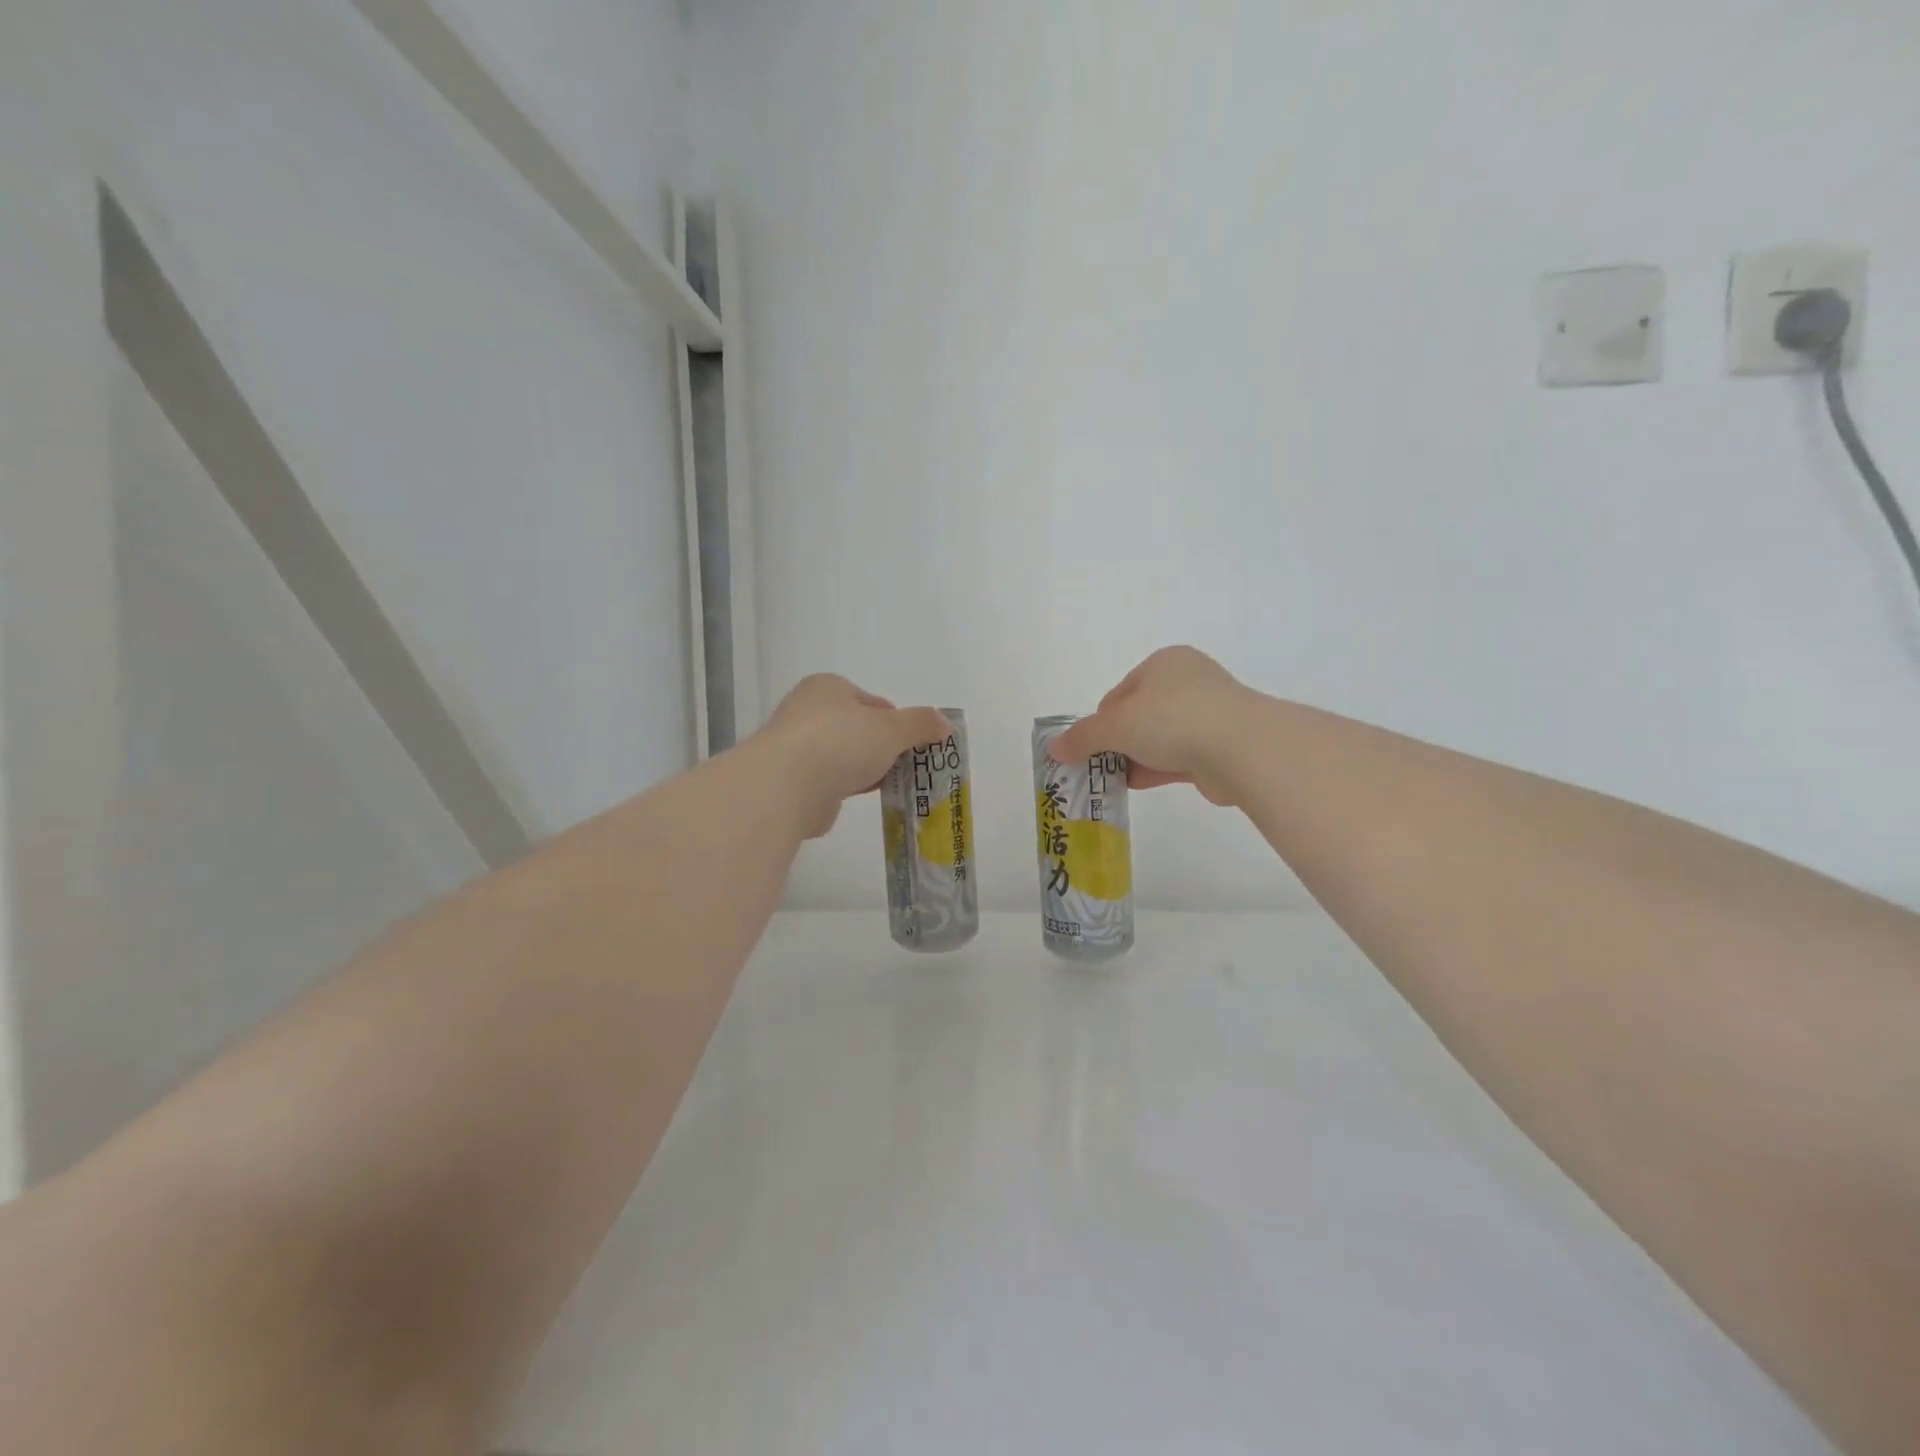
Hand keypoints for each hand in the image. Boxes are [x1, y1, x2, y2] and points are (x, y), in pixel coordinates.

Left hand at [755, 675, 950, 837]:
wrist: (787, 786)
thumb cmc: (841, 742)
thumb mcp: (892, 728)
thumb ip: (921, 724)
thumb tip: (945, 723)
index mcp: (828, 688)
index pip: (871, 701)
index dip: (896, 720)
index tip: (913, 742)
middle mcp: (808, 712)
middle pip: (857, 729)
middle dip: (882, 747)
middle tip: (908, 765)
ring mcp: (797, 748)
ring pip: (844, 756)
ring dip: (866, 769)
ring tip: (893, 784)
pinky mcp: (793, 782)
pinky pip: (830, 782)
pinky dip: (847, 787)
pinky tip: (864, 798)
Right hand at [1048, 647, 1253, 806]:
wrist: (1240, 747)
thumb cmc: (1171, 719)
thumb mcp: (1115, 726)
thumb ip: (1083, 737)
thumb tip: (1053, 748)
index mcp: (1164, 663)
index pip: (1120, 692)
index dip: (1101, 720)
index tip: (1090, 746)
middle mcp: (1189, 682)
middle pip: (1140, 715)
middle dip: (1119, 741)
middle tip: (1099, 766)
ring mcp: (1210, 714)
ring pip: (1161, 737)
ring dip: (1138, 757)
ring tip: (1114, 780)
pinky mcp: (1222, 746)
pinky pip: (1180, 756)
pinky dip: (1158, 769)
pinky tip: (1139, 784)